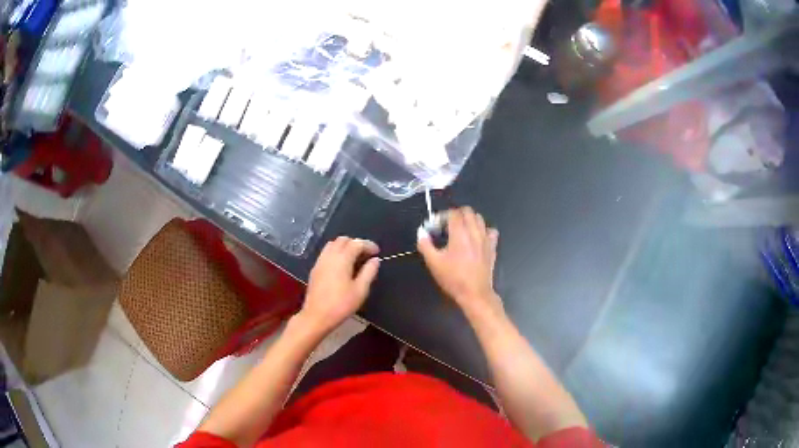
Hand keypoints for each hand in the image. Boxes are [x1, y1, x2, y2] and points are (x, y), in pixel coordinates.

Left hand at [300, 237, 379, 333]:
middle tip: (366, 254)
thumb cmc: (341, 305)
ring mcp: (320, 261)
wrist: (316, 316)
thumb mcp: (360, 291)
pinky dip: (336, 252)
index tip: (377, 252)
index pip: (356, 243)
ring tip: (355, 258)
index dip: (368, 245)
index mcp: (342, 259)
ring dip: (345, 246)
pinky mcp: (315, 269)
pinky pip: (326, 253)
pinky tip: (342, 265)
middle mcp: (329, 256)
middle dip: (356, 243)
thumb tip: (375, 260)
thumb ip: (369, 272)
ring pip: (333, 244)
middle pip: (343, 240)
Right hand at [417, 207, 502, 317]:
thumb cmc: (453, 278)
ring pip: (480, 219)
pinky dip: (483, 230)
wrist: (474, 293)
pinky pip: (491, 231)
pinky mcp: (492, 247)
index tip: (436, 226)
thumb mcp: (433, 263)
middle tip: (447, 226)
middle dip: (456, 214)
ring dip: (469, 220)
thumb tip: (422, 233)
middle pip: (468, 211)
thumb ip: (425, 245)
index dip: (443, 216)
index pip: (453, 213)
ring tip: (461, 231)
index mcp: (460, 233)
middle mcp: (474, 232)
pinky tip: (476, 239)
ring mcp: (486, 239)